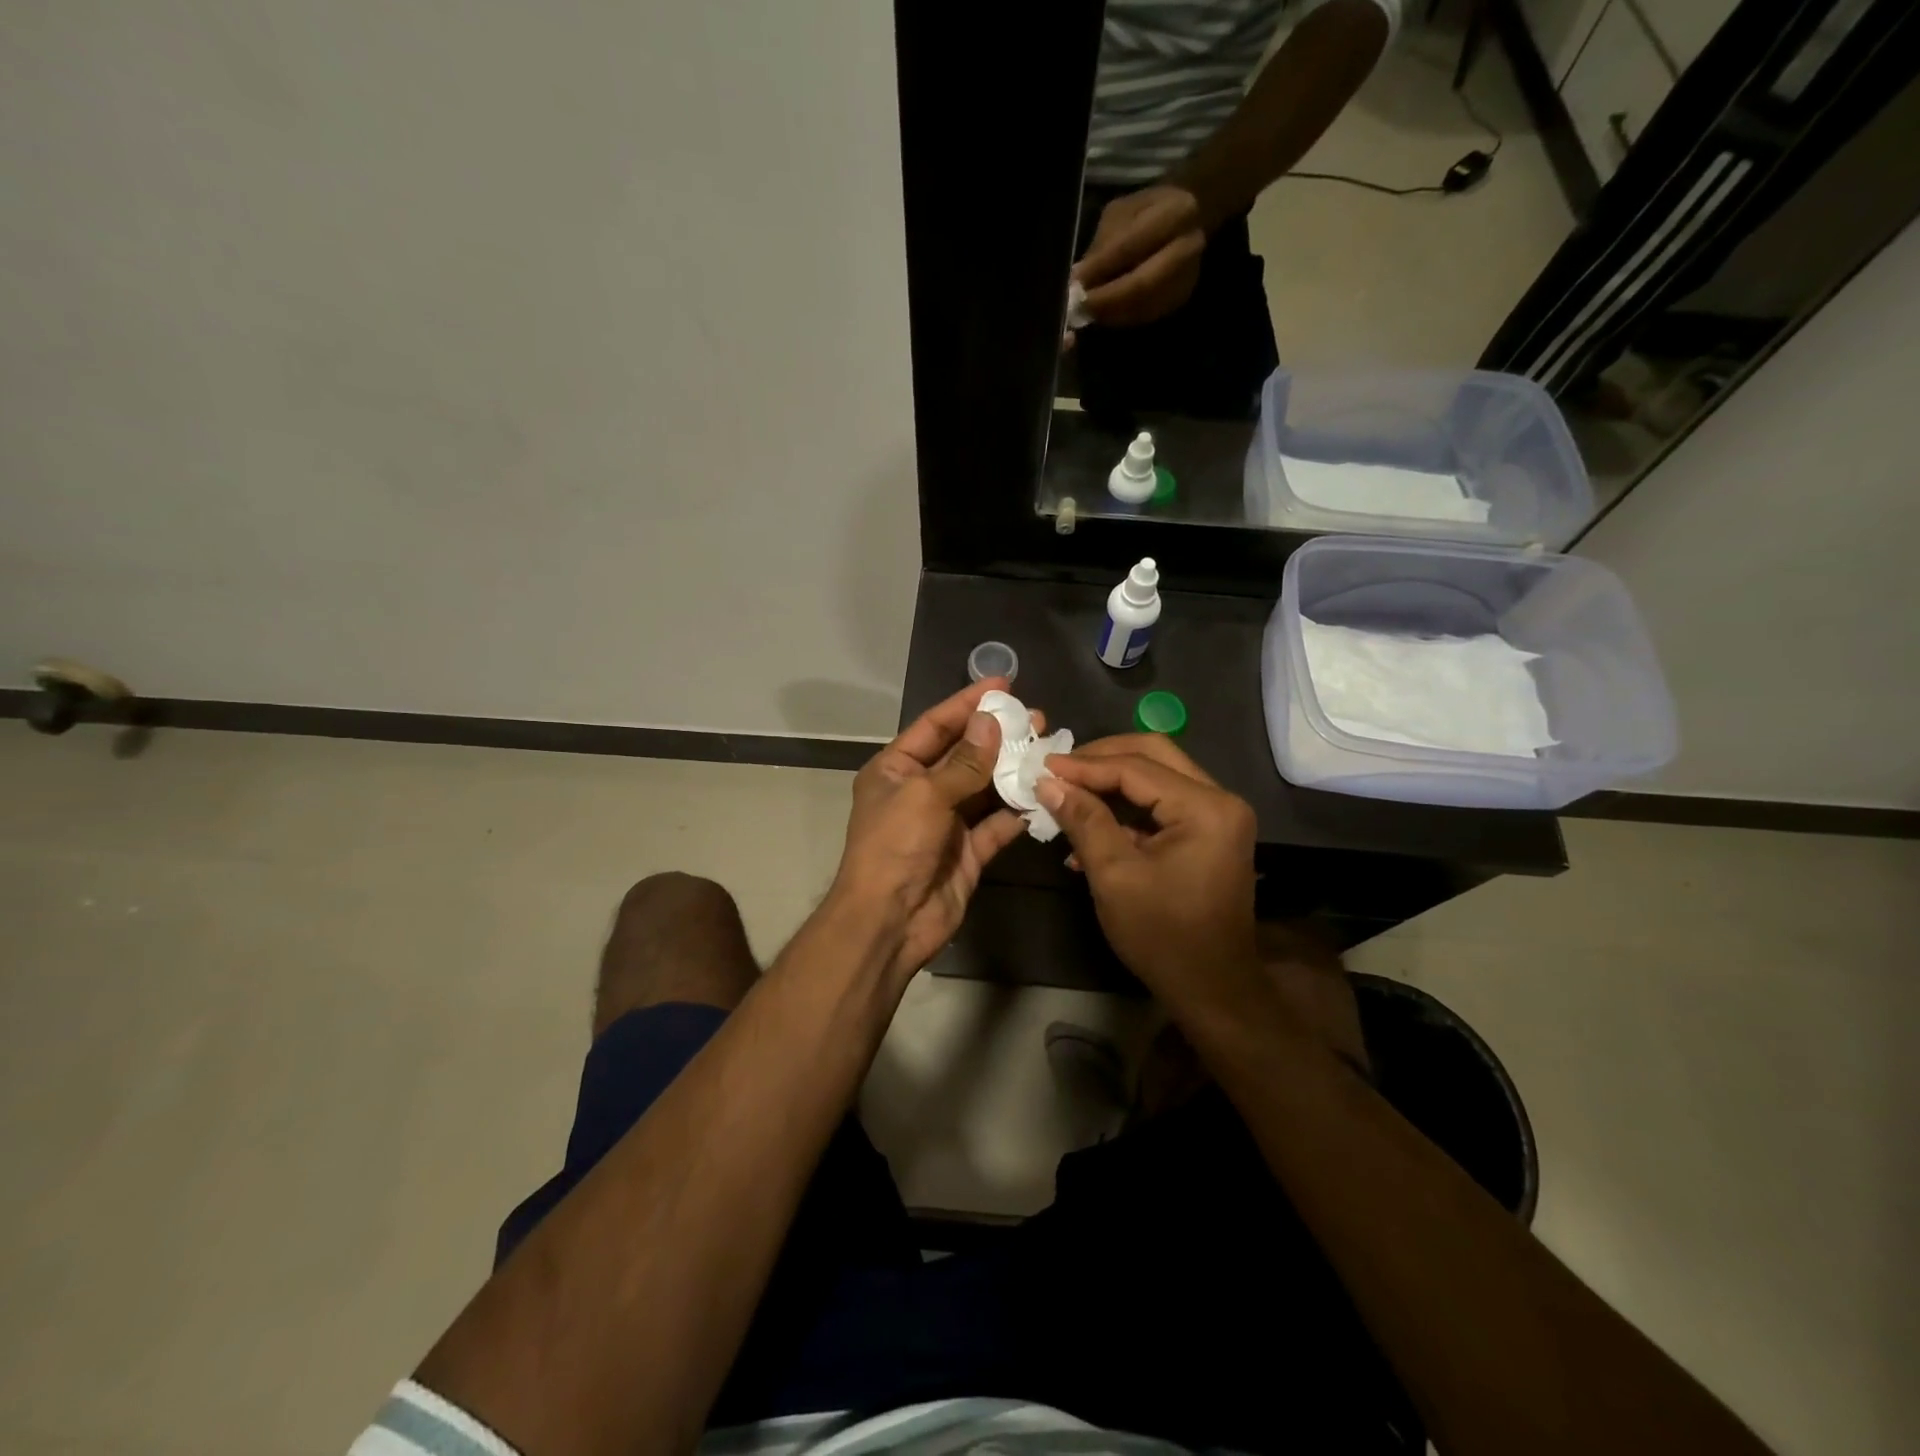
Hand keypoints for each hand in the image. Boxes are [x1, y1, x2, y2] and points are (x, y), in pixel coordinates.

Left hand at [831, 679, 1035, 980]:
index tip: (1002, 685)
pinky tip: (1043, 793)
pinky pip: (997, 824)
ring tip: (1047, 748)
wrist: (889, 921)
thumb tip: (991, 722)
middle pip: (964, 754)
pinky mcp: (968, 851)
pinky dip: (1018, 811)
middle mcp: (921, 791)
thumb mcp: (925, 795)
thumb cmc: (896, 846)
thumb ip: (964, 761)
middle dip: (998, 736)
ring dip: (1013, 770)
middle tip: (1036, 718)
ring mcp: (946, 822)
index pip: (935, 726)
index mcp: (896, 769)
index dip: (967, 704)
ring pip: (985, 788)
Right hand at [1035, 734, 1259, 1005]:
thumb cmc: (1162, 935)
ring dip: (1111, 781)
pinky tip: (1090, 823)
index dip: (1085, 765)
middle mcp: (1219, 799)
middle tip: (1059, 769)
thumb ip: (1083, 820)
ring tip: (1067, 791)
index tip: (1042, 766)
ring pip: (1157, 775)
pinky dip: (1126, 806)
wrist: (1212, 989)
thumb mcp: (1114, 876)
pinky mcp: (1208, 832)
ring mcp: (1218, 815)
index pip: (1136, 767)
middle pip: (1153, 755)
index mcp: (1205, 807)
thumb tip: (1047, 782)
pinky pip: (1162, 802)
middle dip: (1101, 759)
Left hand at [1071, 185, 1206, 326]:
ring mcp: (1187, 278)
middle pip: (1142, 285)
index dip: (1100, 268)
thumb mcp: (1122, 213)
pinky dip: (1120, 317)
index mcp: (1176, 212)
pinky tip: (1104, 313)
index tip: (1074, 281)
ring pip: (1142, 306)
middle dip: (1106, 299)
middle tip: (1079, 306)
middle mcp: (1189, 247)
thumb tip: (1078, 278)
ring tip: (1087, 310)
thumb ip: (1104, 245)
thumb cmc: (1147, 212)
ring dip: (1111, 313)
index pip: (1131, 246)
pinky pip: (1145, 316)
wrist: (1188, 219)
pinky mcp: (1180, 300)